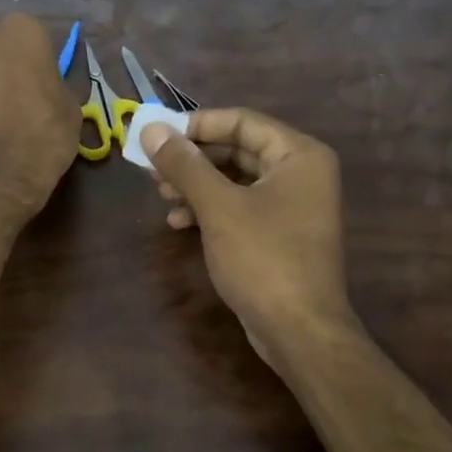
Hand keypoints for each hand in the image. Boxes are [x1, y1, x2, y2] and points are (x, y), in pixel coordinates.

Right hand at [141, 109, 354, 363]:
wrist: (298, 330)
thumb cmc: (263, 258)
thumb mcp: (218, 207)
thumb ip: (184, 165)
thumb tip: (151, 129)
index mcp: (298, 155)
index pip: (242, 121)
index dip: (196, 125)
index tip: (157, 137)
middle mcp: (301, 173)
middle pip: (237, 150)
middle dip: (193, 159)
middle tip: (153, 169)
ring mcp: (292, 206)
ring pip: (235, 181)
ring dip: (196, 185)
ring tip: (162, 196)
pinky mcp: (279, 235)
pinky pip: (240, 207)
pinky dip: (210, 210)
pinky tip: (179, 223)